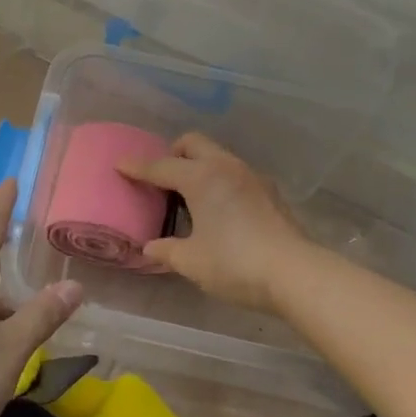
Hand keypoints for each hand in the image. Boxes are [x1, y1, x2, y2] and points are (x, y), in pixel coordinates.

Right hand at [117, 133, 309, 313]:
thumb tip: (150, 247)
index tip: (120, 164)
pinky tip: (219, 209)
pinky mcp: (270, 192)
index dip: (138, 167)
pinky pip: (235, 174)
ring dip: (199, 166)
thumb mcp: (191, 261)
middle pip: (193, 143)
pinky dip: (220, 181)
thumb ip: (166, 250)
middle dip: (173, 153)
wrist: (296, 273)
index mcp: (201, 178)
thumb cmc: (235, 263)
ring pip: (218, 156)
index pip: (161, 166)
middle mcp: (226, 167)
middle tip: (162, 178)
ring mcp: (252, 177)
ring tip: (189, 196)